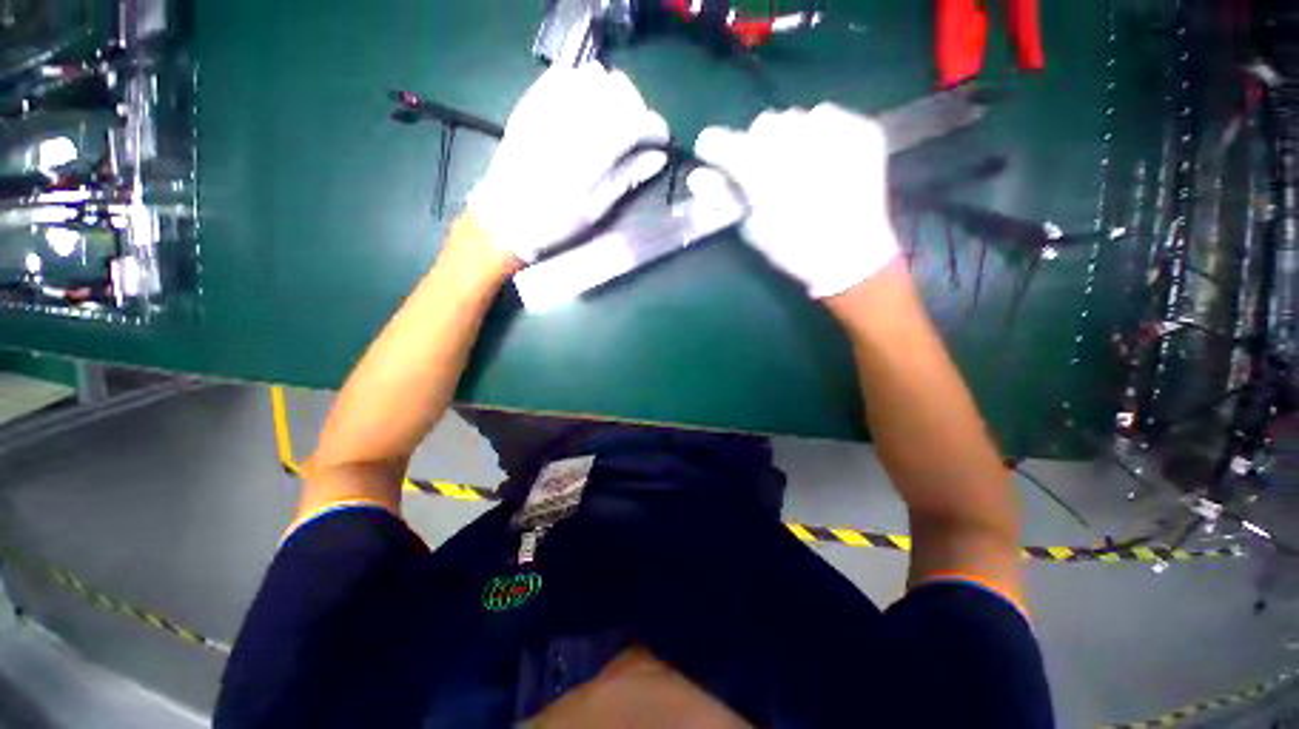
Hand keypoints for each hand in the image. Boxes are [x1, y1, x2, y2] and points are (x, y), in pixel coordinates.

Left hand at [467, 64, 669, 262]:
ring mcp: (550, 105)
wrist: (506, 218)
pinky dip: (583, 84)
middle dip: (637, 108)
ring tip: (611, 120)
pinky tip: (585, 107)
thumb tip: (658, 158)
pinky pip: (565, 74)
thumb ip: (628, 178)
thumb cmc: (556, 223)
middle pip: (620, 90)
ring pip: (595, 76)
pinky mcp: (532, 101)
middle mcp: (574, 120)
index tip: (661, 141)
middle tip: (637, 133)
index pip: (638, 121)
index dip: (656, 128)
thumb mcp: (597, 209)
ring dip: (612, 94)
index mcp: (593, 153)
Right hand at [690, 104, 899, 298]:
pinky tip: (822, 158)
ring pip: (794, 117)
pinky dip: (818, 132)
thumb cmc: (793, 250)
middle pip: (761, 124)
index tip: (712, 155)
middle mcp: (795, 141)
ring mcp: (832, 132)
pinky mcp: (860, 130)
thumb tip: (698, 176)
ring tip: (797, 165)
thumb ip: (724, 197)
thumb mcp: (751, 229)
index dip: (713, 147)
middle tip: (763, 169)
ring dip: (788, 138)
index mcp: (761, 171)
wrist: (851, 256)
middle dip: (756, 144)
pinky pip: (827, 115)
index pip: (721, 140)